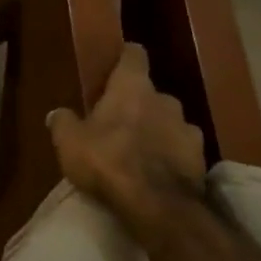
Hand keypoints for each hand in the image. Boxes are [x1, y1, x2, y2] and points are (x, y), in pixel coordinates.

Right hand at [47, 43, 204, 224]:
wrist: (156, 204)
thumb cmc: (106, 160)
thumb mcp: (68, 141)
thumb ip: (63, 122)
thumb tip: (58, 113)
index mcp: (132, 87)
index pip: (134, 55)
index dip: (125, 58)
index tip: (117, 63)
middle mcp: (165, 100)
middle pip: (152, 93)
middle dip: (138, 103)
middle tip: (119, 120)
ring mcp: (189, 129)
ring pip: (170, 121)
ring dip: (157, 129)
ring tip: (140, 149)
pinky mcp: (202, 159)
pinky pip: (182, 148)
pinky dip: (171, 154)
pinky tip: (158, 170)